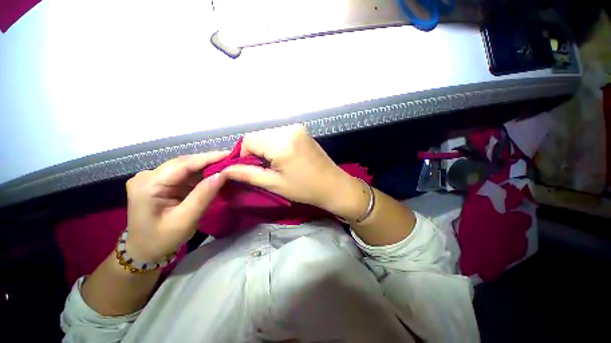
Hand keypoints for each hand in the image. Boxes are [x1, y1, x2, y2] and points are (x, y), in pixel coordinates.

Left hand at [125, 152, 228, 261]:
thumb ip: (203, 195)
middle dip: (210, 161)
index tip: (231, 154)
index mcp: (148, 185)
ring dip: (207, 167)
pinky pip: (185, 175)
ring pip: (186, 168)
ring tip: (227, 165)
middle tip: (232, 159)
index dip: (209, 158)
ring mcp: (153, 178)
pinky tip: (215, 174)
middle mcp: (148, 176)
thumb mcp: (185, 220)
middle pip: (184, 163)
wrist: (144, 251)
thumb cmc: (161, 240)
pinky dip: (201, 175)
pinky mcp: (161, 183)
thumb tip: (222, 175)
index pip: (183, 165)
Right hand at [222, 125, 367, 218]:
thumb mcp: (275, 184)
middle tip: (266, 168)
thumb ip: (248, 174)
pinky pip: (280, 134)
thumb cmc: (305, 189)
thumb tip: (225, 170)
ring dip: (266, 148)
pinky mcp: (302, 130)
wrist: (333, 185)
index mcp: (282, 143)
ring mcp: (297, 128)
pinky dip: (276, 144)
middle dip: (256, 152)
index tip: (253, 169)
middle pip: (258, 135)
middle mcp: (289, 129)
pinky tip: (285, 157)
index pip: (248, 140)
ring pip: (268, 134)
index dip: (244, 155)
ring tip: (277, 164)